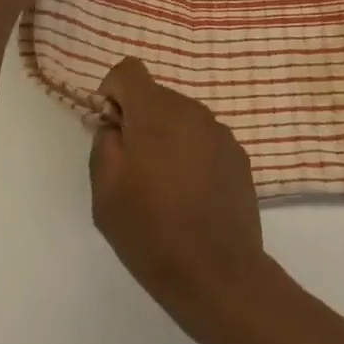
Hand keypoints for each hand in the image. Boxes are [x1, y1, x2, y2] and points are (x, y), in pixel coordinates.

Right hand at [89, 58, 272, 343]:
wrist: (217, 273)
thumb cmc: (151, 231)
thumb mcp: (105, 191)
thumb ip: (104, 143)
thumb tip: (114, 124)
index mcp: (156, 112)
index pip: (129, 70)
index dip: (112, 91)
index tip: (110, 128)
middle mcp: (192, 110)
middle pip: (156, 96)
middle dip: (139, 121)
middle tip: (132, 169)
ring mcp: (220, 132)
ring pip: (181, 119)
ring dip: (166, 138)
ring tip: (163, 188)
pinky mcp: (238, 155)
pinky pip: (204, 140)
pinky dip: (191, 154)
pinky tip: (190, 196)